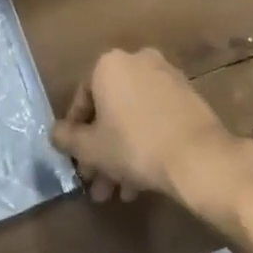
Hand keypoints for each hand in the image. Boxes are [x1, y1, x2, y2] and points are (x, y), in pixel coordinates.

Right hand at [50, 48, 247, 209]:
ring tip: (119, 193)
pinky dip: (145, 142)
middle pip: (109, 109)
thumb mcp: (91, 148)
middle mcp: (138, 60)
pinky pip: (156, 117)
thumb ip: (67, 138)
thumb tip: (56, 133)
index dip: (75, 133)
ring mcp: (166, 76)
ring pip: (133, 116)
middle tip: (97, 182)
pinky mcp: (187, 95)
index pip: (82, 98)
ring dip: (122, 153)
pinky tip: (141, 182)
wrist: (197, 156)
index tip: (76, 160)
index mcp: (109, 64)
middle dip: (101, 149)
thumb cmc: (134, 145)